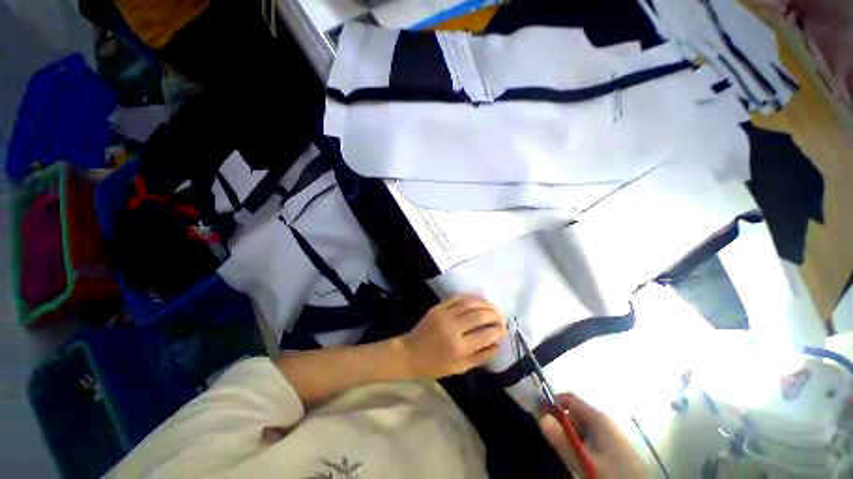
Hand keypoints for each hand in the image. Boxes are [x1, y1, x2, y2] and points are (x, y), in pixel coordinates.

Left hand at [400, 294, 506, 378]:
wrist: (410, 353)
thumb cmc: (435, 365)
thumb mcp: (459, 368)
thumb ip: (481, 356)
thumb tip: (498, 344)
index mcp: (459, 348)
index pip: (486, 334)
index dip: (499, 330)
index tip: (504, 329)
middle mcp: (453, 328)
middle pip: (480, 315)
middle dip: (495, 315)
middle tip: (502, 317)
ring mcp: (445, 314)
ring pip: (471, 303)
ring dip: (485, 304)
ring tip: (494, 307)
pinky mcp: (438, 307)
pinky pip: (458, 298)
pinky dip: (471, 297)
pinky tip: (479, 300)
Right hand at [540, 394, 647, 478]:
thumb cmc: (612, 475)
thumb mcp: (584, 461)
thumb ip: (562, 440)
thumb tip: (541, 417)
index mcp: (597, 417)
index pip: (569, 398)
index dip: (553, 403)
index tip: (541, 416)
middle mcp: (603, 421)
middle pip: (574, 413)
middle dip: (561, 424)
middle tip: (554, 442)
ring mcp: (610, 433)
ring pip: (581, 428)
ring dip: (571, 437)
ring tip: (568, 455)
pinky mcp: (614, 446)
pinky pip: (590, 438)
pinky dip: (581, 445)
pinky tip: (582, 460)